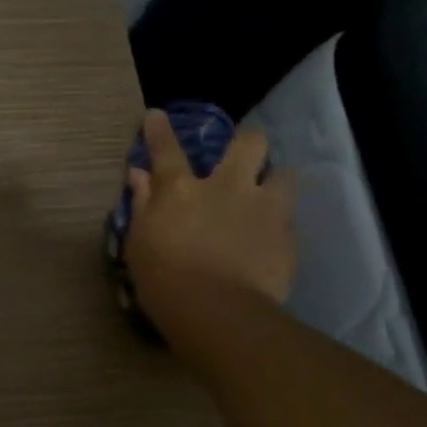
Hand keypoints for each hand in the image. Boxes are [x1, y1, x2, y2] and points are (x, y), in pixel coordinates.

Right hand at [124, 109, 297, 325]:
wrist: (217, 311)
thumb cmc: (163, 278)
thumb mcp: (139, 242)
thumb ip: (143, 205)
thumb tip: (138, 176)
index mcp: (180, 189)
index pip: (166, 149)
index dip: (159, 130)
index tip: (156, 115)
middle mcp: (225, 187)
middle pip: (248, 144)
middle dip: (246, 142)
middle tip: (241, 157)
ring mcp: (262, 208)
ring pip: (284, 174)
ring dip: (275, 181)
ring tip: (268, 196)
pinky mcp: (286, 235)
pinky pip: (288, 218)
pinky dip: (278, 223)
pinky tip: (270, 239)